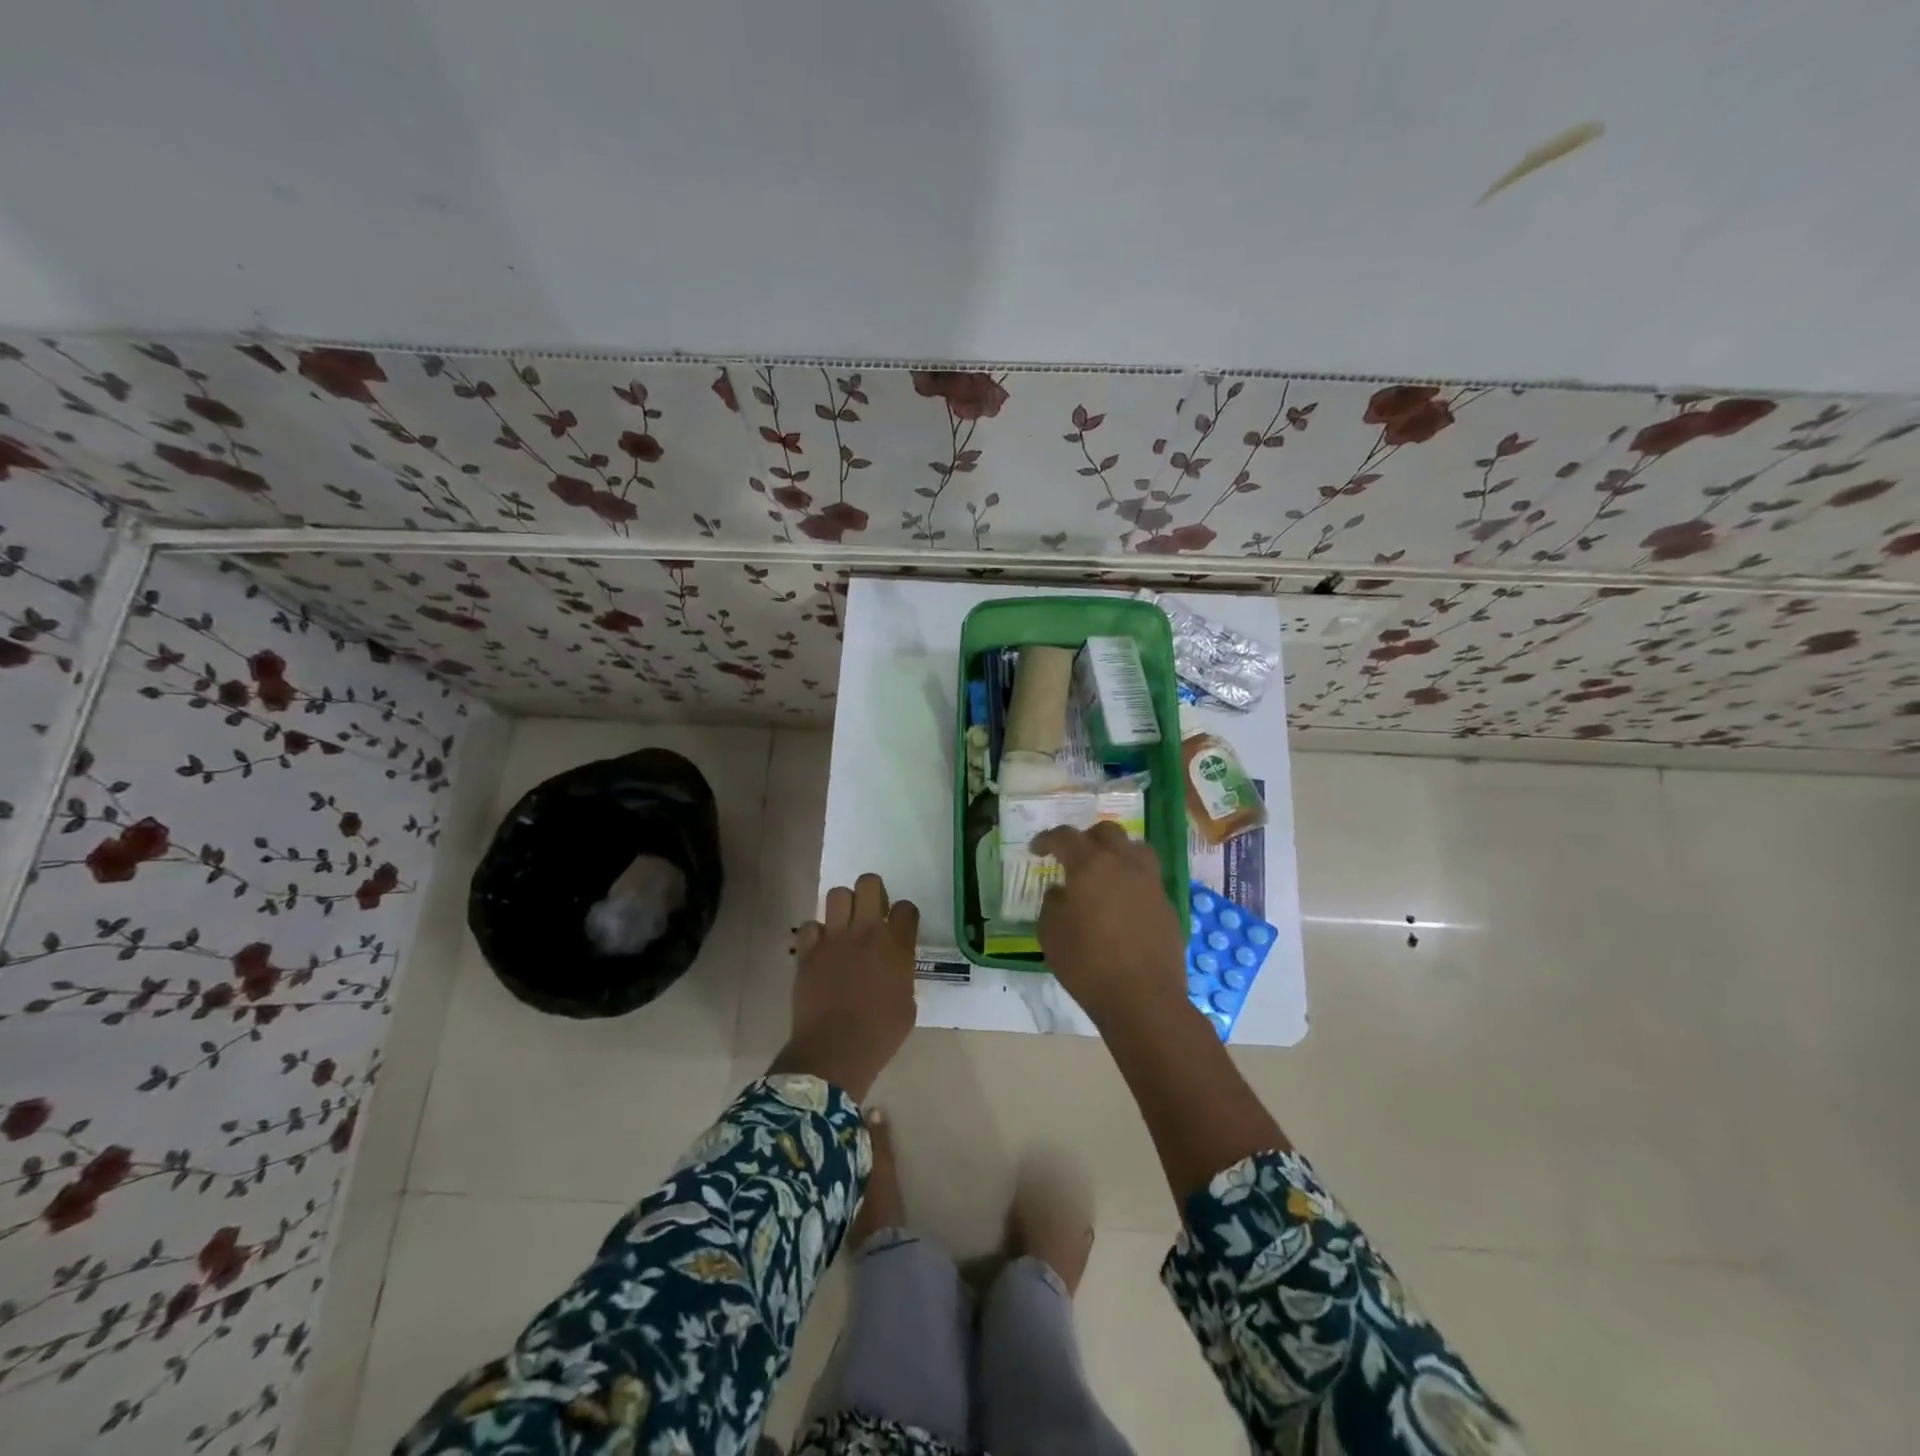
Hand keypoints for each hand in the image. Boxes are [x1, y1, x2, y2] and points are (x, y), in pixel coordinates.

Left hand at [772, 873, 918, 1100]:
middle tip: (871, 912)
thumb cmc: (880, 1034)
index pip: (906, 908)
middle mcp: (866, 932)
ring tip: (844, 925)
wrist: (835, 1050)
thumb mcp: (907, 1005)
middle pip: (869, 883)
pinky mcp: (808, 951)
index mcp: (896, 945)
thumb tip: (895, 970)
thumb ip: (902, 976)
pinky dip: (815, 933)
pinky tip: (820, 948)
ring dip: (843, 906)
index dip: (904, 915)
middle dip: (873, 892)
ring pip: (837, 894)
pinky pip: (810, 925)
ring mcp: (834, 938)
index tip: (900, 927)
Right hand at [1032, 823, 1187, 1028]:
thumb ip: (1052, 904)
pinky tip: (1122, 905)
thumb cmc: (1087, 965)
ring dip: (1117, 853)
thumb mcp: (1051, 934)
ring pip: (1135, 849)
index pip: (1066, 837)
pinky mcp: (1168, 905)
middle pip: (1107, 832)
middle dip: (1086, 838)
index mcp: (1091, 865)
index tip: (1036, 850)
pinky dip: (1132, 881)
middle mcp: (1124, 864)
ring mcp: (1151, 883)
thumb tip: (1061, 892)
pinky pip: (1148, 879)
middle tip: (1073, 856)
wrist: (1143, 999)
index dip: (1047, 839)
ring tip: (1104, 872)